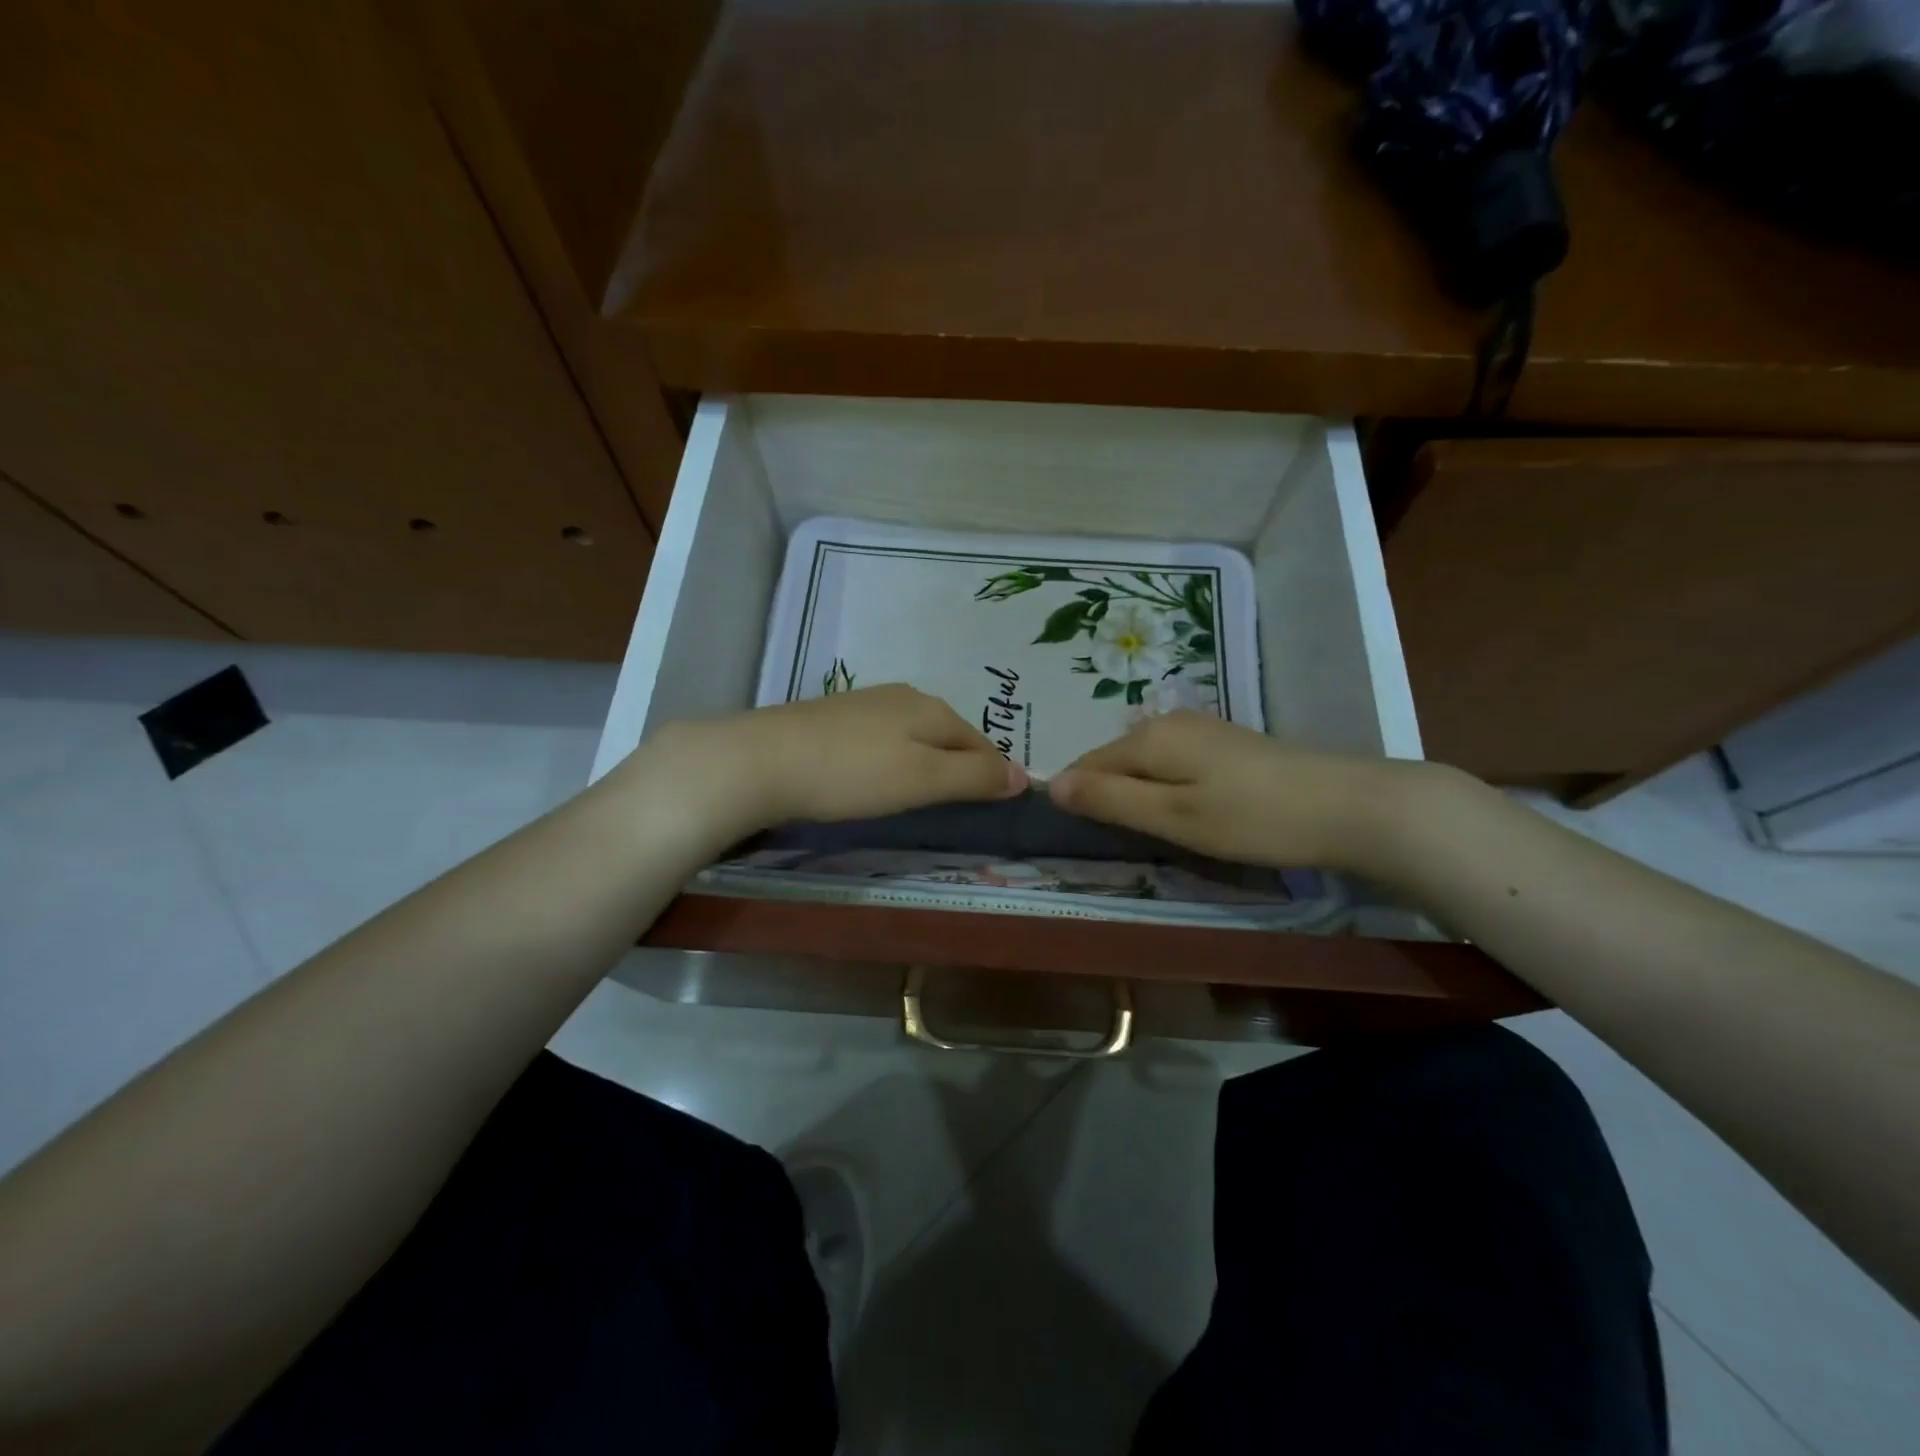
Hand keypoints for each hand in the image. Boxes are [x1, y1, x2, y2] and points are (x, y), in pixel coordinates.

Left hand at [638, 684, 1027, 836]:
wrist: (759, 761)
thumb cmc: (851, 773)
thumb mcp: (922, 778)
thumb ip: (973, 776)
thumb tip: (1025, 776)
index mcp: (930, 708)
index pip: (981, 742)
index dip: (993, 773)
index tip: (996, 806)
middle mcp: (902, 697)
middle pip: (948, 734)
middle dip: (960, 766)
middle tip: (959, 806)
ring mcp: (863, 704)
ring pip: (913, 735)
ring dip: (925, 762)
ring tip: (920, 796)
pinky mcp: (831, 719)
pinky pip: (881, 739)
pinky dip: (891, 760)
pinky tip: (875, 779)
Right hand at [1047, 711, 1434, 873]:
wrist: (1349, 807)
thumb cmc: (1252, 818)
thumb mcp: (1172, 817)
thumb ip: (1110, 800)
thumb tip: (1049, 784)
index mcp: (1148, 738)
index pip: (1086, 765)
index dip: (1076, 799)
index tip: (1081, 837)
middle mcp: (1168, 723)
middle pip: (1114, 761)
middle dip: (1106, 796)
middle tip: (1119, 843)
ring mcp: (1200, 730)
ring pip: (1144, 763)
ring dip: (1137, 795)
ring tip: (1151, 834)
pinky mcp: (1225, 745)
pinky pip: (1172, 764)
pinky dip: (1166, 789)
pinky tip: (1187, 814)